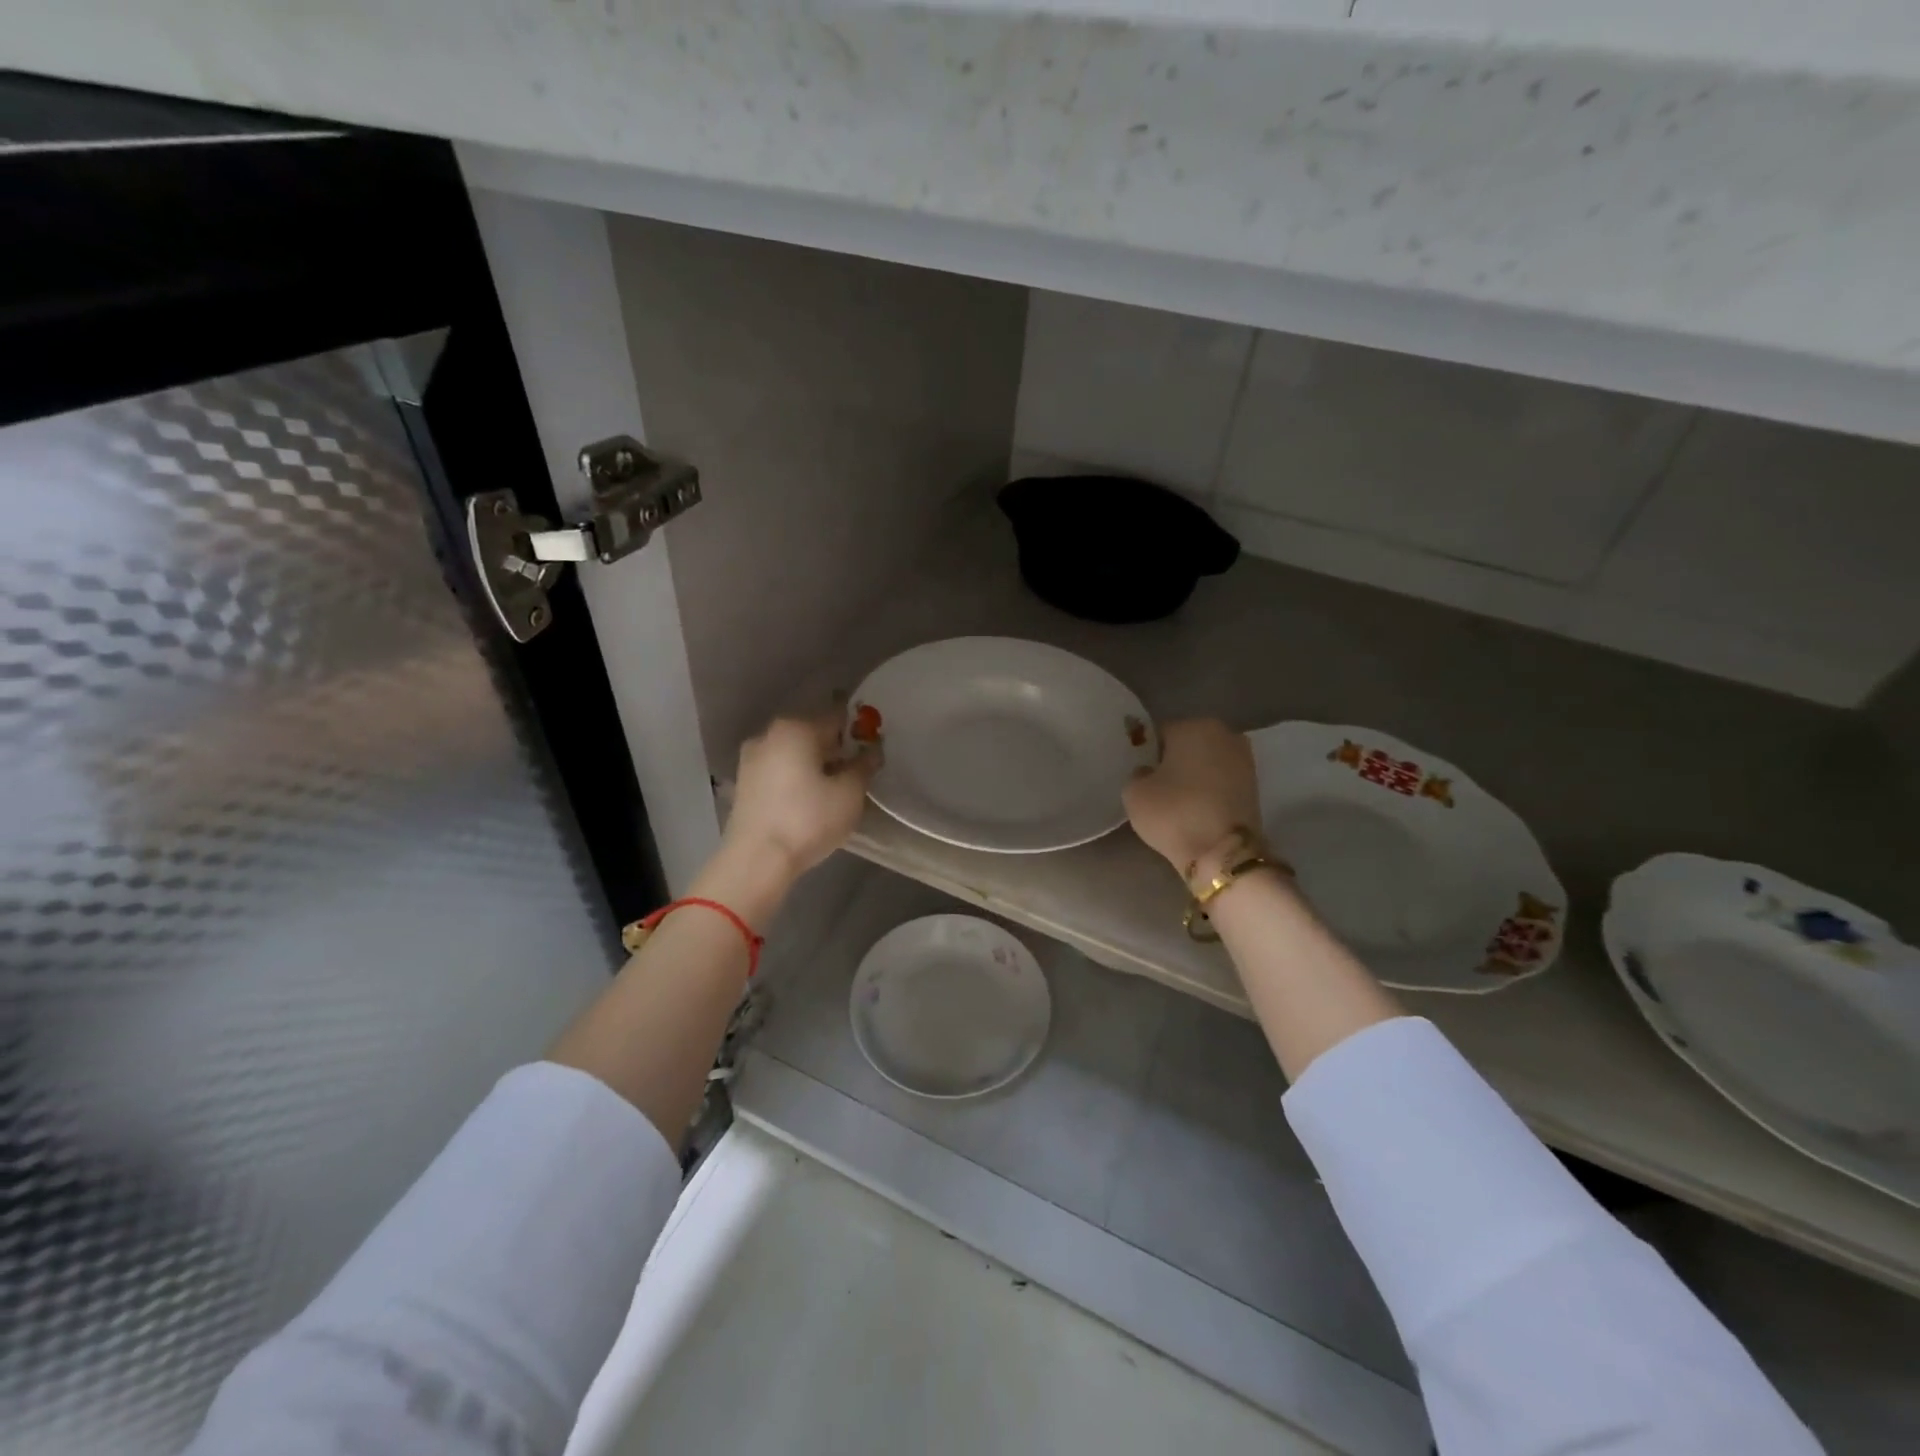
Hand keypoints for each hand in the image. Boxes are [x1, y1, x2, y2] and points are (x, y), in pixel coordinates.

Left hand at [724, 713, 877, 882]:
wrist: (757, 860)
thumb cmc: (808, 819)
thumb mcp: (849, 793)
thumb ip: (864, 766)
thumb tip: (872, 751)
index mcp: (796, 728)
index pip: (837, 718)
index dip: (859, 733)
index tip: (872, 753)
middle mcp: (769, 735)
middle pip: (813, 734)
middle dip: (836, 751)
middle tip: (856, 776)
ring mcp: (751, 759)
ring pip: (794, 754)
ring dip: (815, 767)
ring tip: (834, 793)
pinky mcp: (743, 784)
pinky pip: (779, 772)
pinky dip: (796, 780)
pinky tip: (809, 802)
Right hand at [1123, 718, 1258, 873]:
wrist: (1223, 854)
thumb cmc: (1174, 814)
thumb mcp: (1134, 793)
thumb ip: (1138, 774)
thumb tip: (1149, 773)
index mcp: (1194, 726)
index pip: (1160, 734)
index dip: (1147, 755)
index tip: (1141, 777)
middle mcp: (1225, 734)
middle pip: (1188, 745)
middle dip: (1174, 762)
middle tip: (1158, 788)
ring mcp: (1245, 760)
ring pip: (1207, 763)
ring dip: (1193, 776)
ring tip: (1177, 802)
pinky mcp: (1255, 786)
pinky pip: (1221, 781)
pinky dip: (1209, 791)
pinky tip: (1196, 809)